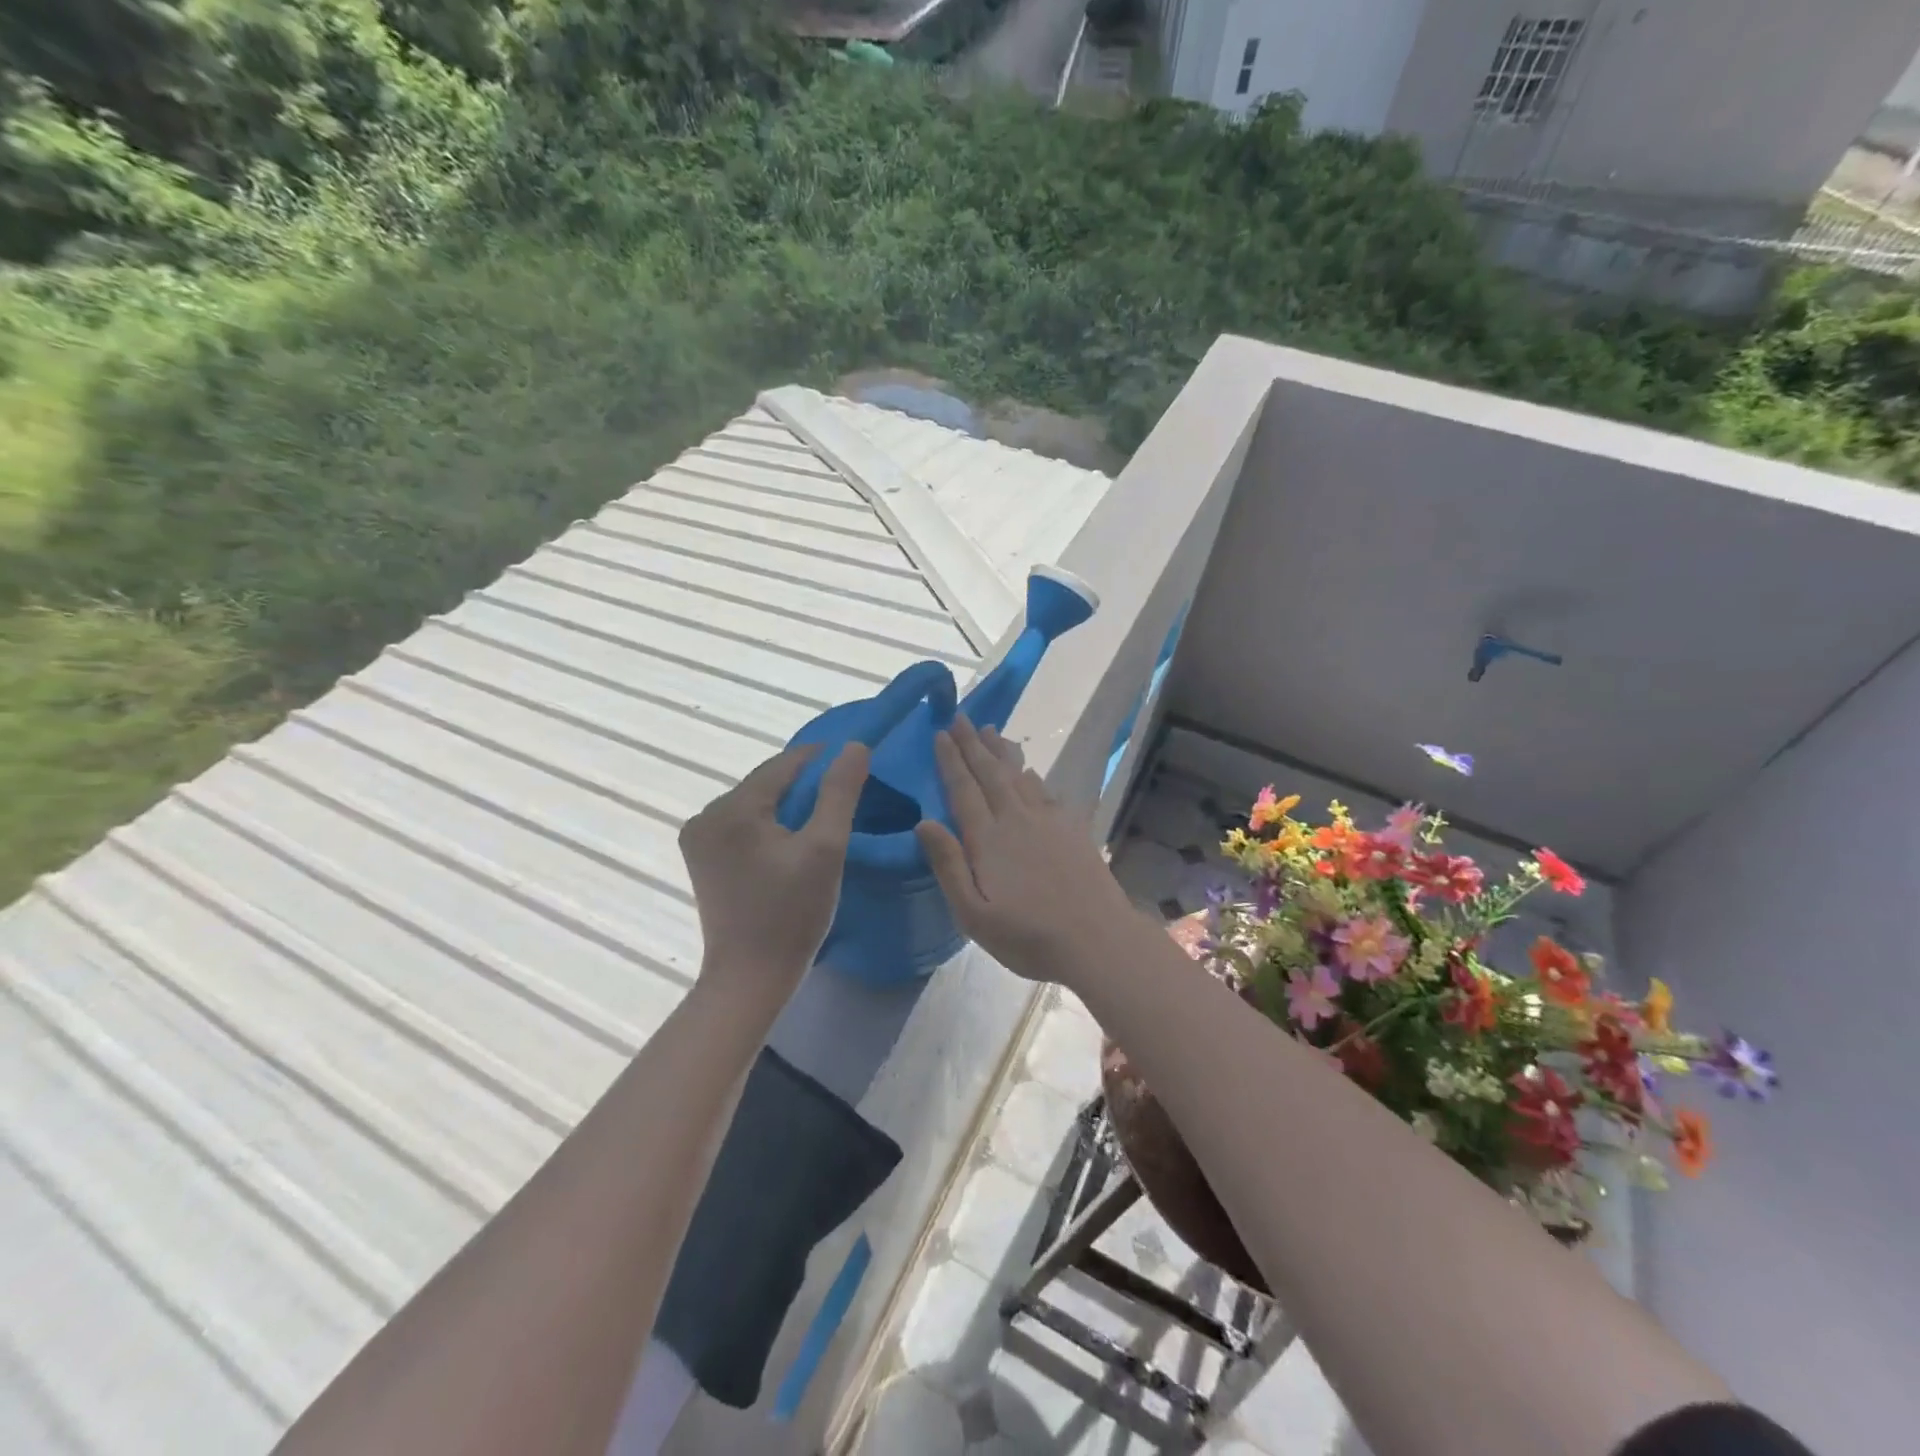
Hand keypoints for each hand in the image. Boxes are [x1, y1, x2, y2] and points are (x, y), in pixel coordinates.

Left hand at [680, 742, 869, 1001]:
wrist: (749, 980)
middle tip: (845, 796)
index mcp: (732, 808)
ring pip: (756, 805)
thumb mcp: (826, 849)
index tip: (856, 763)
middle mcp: (706, 815)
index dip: (822, 759)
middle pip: (767, 783)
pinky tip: (793, 842)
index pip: (784, 764)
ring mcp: (699, 839)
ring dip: (788, 806)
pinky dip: (770, 826)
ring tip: (824, 819)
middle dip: (805, 785)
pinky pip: (743, 826)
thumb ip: (840, 792)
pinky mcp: (702, 860)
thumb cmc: (791, 914)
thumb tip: (855, 746)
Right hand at [916, 717, 1142, 985]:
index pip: (963, 789)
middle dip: (973, 744)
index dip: (951, 760)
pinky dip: (1031, 775)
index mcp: (988, 838)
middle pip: (990, 773)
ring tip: (991, 731)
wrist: (1096, 939)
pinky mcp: (1072, 828)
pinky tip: (1029, 771)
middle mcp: (1016, 819)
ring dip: (1001, 752)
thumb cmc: (1028, 935)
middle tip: (961, 717)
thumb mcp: (973, 913)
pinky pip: (1045, 790)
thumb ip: (948, 865)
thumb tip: (924, 822)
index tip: (941, 733)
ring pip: (1019, 775)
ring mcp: (1048, 821)